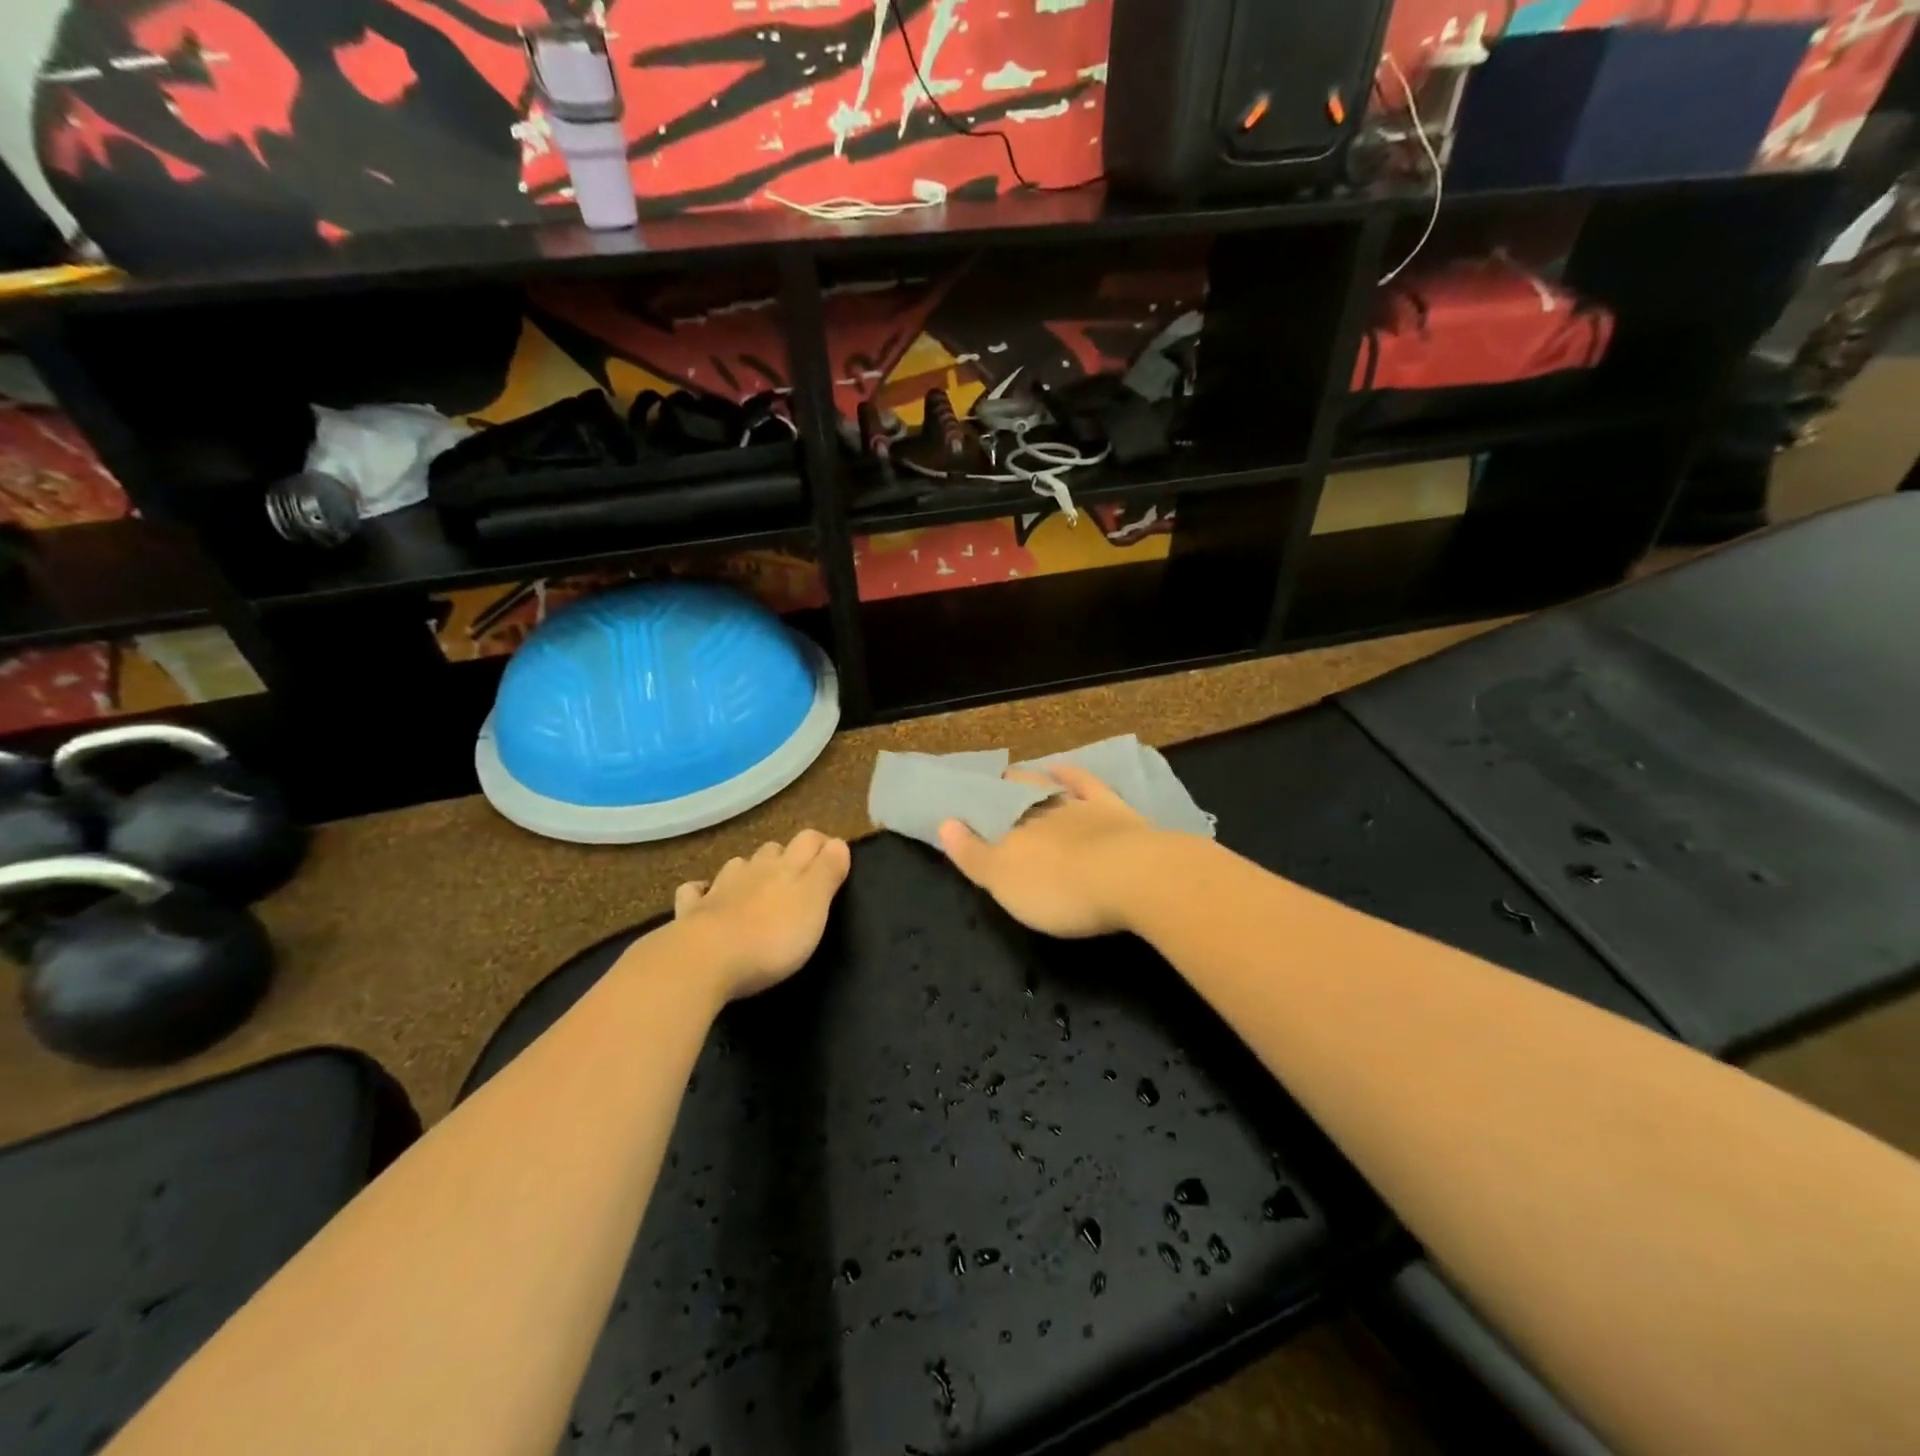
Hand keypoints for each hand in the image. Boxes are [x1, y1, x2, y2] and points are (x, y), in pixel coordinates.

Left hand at [670, 830, 851, 1001]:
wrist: (705, 960)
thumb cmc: (772, 936)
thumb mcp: (814, 904)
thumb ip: (828, 871)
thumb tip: (837, 842)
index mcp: (786, 867)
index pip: (809, 840)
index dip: (822, 844)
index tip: (833, 857)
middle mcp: (753, 869)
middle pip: (772, 850)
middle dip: (786, 857)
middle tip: (796, 878)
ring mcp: (719, 888)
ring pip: (736, 867)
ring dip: (748, 871)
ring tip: (755, 887)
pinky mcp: (692, 911)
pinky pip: (695, 892)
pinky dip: (703, 891)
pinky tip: (705, 897)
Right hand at [937, 765, 1164, 938]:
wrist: (1131, 878)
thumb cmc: (1060, 889)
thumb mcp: (1005, 882)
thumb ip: (973, 854)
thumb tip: (944, 823)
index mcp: (1012, 832)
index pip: (987, 815)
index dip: (974, 813)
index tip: (962, 810)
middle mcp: (1040, 811)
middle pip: (1016, 797)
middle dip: (1002, 795)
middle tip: (992, 793)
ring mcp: (1078, 805)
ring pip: (1047, 787)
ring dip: (1031, 782)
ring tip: (1018, 777)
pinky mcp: (1112, 808)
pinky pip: (1085, 783)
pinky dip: (1070, 773)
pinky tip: (1060, 767)